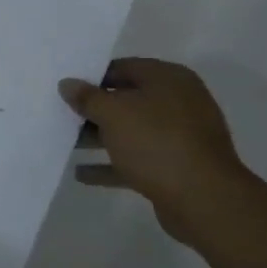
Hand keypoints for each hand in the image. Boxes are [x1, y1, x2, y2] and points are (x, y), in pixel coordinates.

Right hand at [60, 59, 249, 240]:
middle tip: (62, 114)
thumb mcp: (114, 113)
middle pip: (127, 99)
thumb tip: (67, 84)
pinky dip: (111, 164)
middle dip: (94, 110)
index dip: (92, 77)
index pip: (123, 67)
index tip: (66, 88)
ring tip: (66, 143)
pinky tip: (82, 174)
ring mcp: (179, 136)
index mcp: (168, 78)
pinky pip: (137, 159)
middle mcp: (178, 102)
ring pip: (131, 131)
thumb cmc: (157, 142)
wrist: (204, 200)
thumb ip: (87, 98)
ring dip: (99, 138)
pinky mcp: (176, 167)